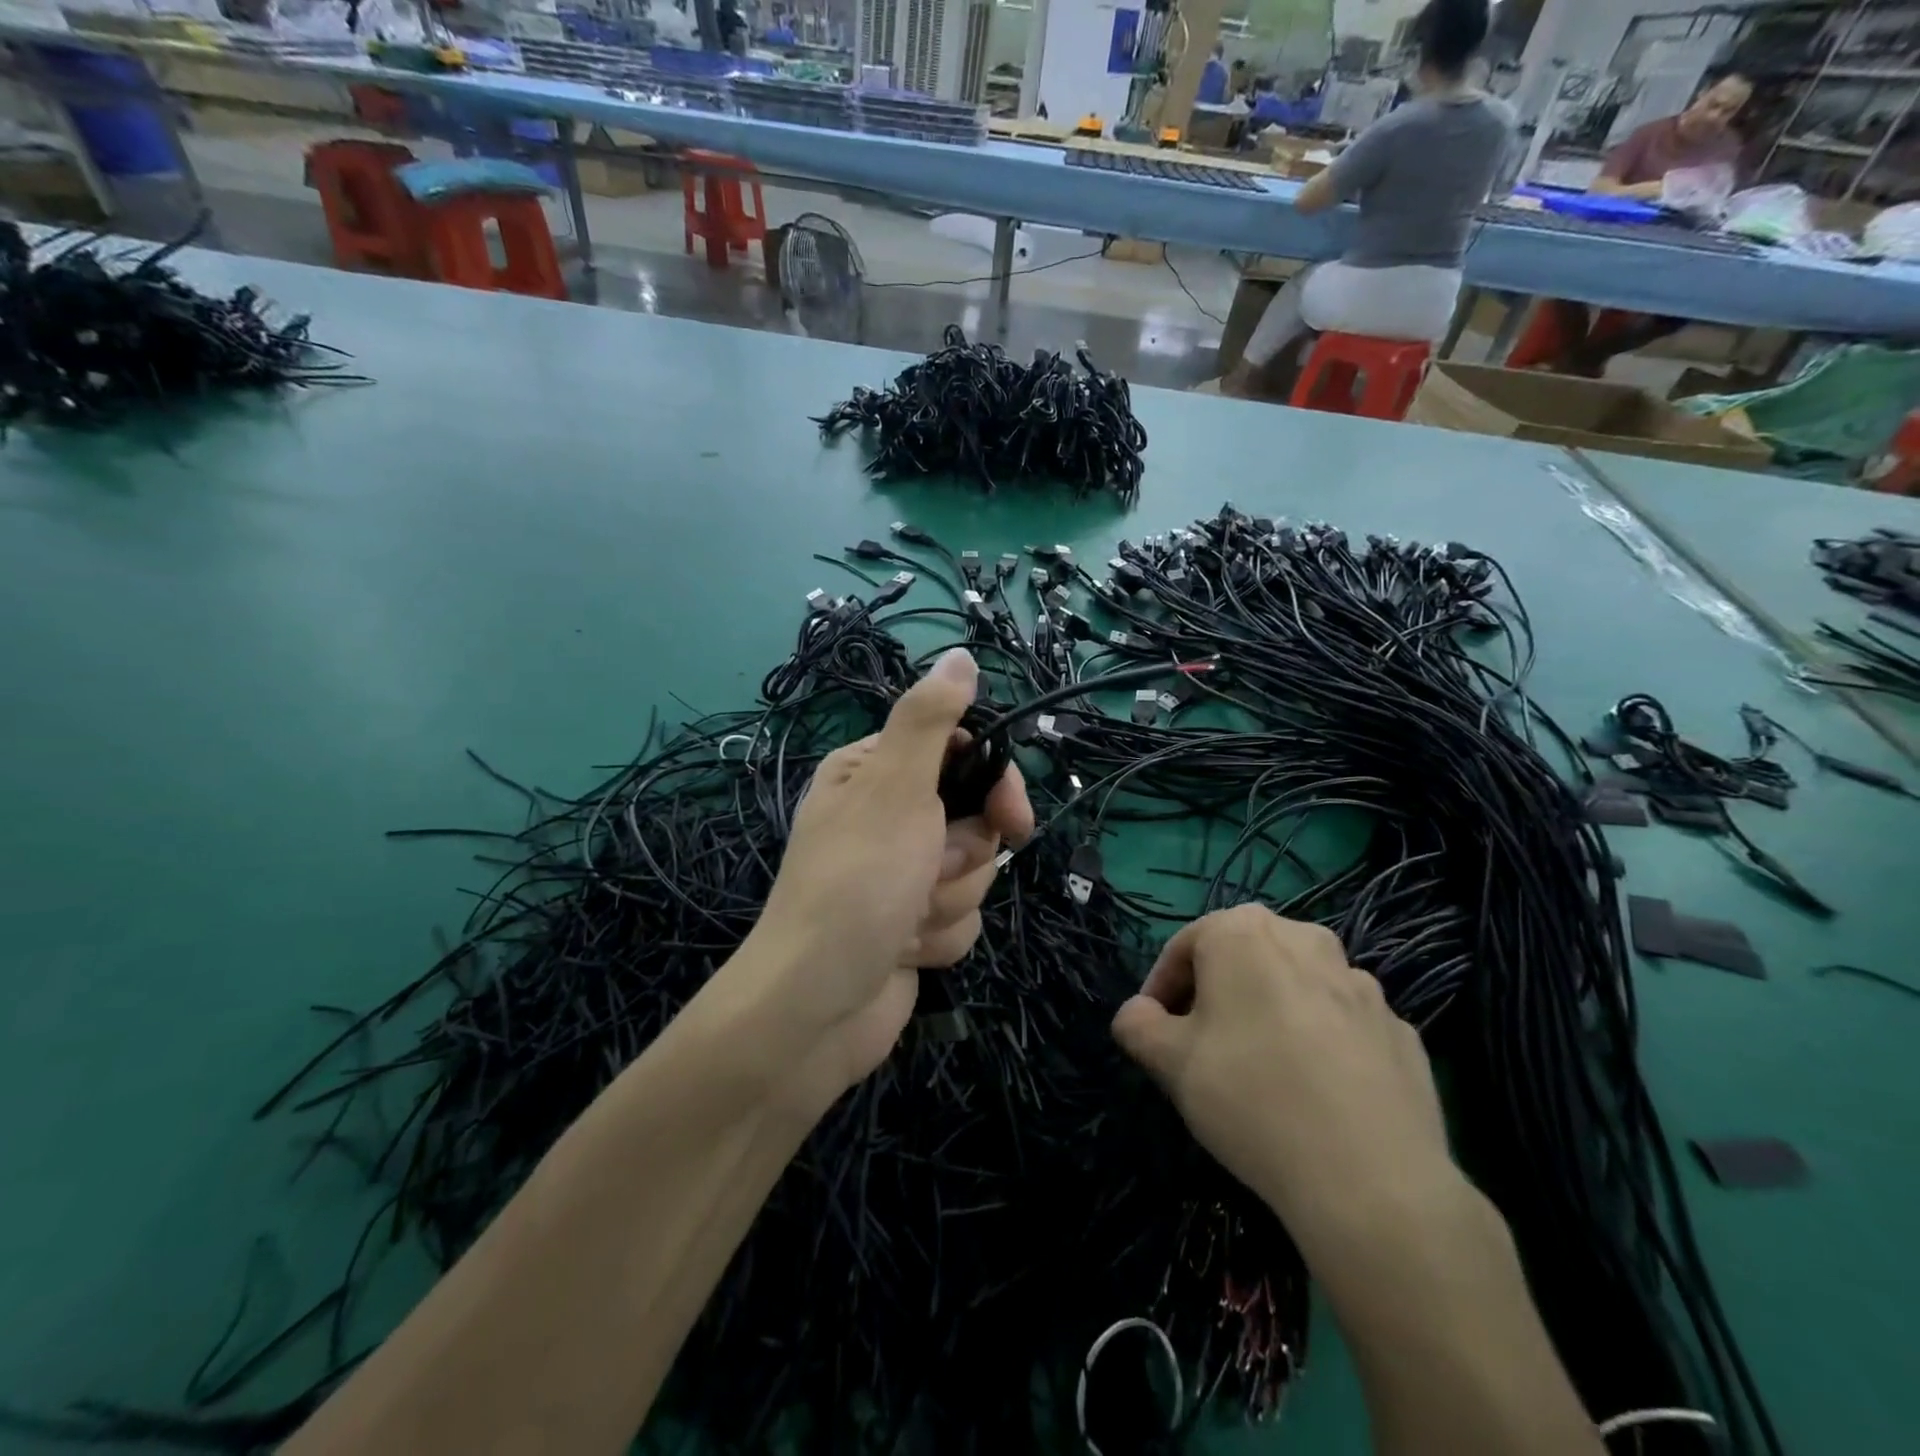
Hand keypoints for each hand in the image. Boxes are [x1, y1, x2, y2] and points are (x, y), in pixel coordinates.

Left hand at [740, 648, 1032, 1107]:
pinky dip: (939, 937)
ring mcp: (899, 874)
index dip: (994, 785)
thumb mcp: (894, 786)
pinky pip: (960, 917)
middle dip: (962, 855)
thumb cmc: (856, 883)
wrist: (815, 1007)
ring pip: (974, 872)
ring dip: (948, 900)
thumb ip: (930, 718)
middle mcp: (886, 817)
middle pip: (975, 817)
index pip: (961, 752)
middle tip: (927, 871)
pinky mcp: (911, 924)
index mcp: (872, 772)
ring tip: (905, 919)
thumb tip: (959, 655)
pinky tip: (904, 949)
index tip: (1012, 817)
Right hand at [1111, 905, 1461, 1262]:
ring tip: (1261, 1072)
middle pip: (1243, 959)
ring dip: (1270, 1014)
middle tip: (1201, 1046)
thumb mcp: (1170, 1062)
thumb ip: (1138, 1024)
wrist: (1372, 1180)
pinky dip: (1320, 1043)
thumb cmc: (1251, 1097)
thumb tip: (1137, 1014)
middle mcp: (1305, 939)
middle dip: (1216, 995)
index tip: (1154, 1031)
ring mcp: (1361, 984)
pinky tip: (1314, 1093)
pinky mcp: (1400, 1030)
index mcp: (1244, 932)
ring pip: (1295, 988)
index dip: (1161, 988)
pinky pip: (1341, 1025)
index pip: (1184, 947)